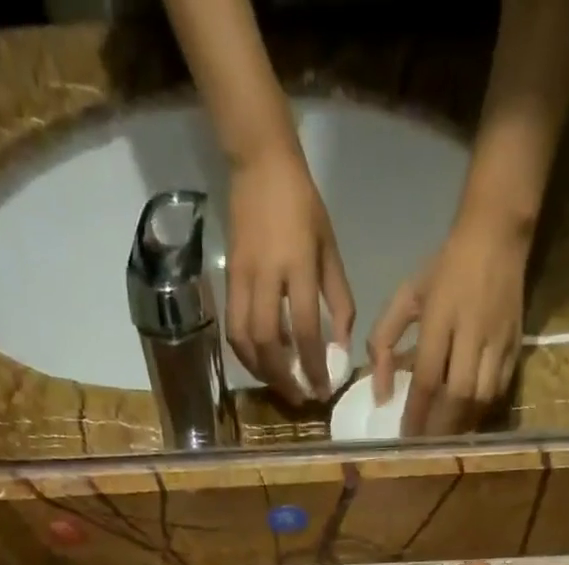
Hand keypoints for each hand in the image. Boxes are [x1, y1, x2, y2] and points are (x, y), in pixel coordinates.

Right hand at [226, 147, 354, 404]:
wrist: (259, 165)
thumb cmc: (303, 207)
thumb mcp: (330, 249)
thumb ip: (339, 299)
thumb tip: (342, 346)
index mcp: (297, 265)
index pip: (305, 328)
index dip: (314, 365)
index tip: (322, 390)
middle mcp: (266, 275)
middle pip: (267, 341)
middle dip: (283, 376)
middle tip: (299, 396)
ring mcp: (241, 277)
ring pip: (243, 339)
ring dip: (261, 371)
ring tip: (279, 385)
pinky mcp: (226, 279)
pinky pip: (233, 327)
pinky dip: (246, 353)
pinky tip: (262, 364)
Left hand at [369, 207, 528, 436]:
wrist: (497, 235)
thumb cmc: (443, 268)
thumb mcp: (405, 296)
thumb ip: (384, 342)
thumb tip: (380, 393)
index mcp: (440, 318)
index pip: (427, 378)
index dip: (415, 413)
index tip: (404, 439)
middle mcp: (472, 332)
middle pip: (458, 395)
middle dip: (439, 427)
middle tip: (424, 447)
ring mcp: (498, 340)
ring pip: (481, 397)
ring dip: (461, 424)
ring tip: (445, 439)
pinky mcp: (516, 345)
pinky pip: (499, 390)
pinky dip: (481, 411)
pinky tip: (467, 420)